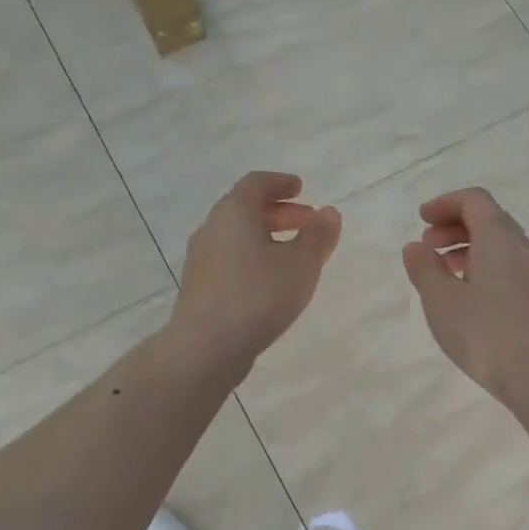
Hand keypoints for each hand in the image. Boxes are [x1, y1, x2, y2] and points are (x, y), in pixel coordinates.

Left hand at [168, 172, 340, 373]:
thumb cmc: (258, 296)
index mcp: (233, 213)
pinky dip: (253, 256)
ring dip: (266, 236)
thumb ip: (318, 236)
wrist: (206, 347)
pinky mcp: (200, 286)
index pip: (256, 183)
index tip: (301, 188)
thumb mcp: (301, 265)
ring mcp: (201, 259)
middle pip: (245, 208)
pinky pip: (230, 258)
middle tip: (307, 222)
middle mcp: (212, 229)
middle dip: (279, 212)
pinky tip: (271, 281)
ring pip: (237, 236)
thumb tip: (329, 213)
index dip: (281, 182)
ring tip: (293, 254)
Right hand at [402, 187, 528, 399]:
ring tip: (442, 271)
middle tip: (426, 246)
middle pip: (489, 219)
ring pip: (500, 244)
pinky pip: (509, 266)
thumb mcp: (440, 300)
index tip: (421, 219)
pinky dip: (483, 265)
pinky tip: (466, 294)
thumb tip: (416, 247)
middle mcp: (523, 248)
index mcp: (499, 238)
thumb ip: (424, 268)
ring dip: (468, 247)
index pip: (475, 200)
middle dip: (454, 225)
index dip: (445, 203)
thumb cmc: (484, 333)